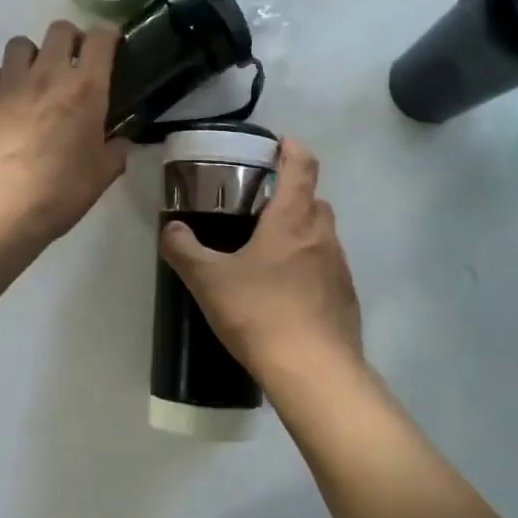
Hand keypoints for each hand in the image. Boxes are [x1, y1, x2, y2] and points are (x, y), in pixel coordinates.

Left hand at [0, 20, 130, 244]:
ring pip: (19, 43)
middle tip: (73, 63)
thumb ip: (116, 150)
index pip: (100, 38)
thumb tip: (120, 142)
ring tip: (33, 78)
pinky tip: (1, 95)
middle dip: (70, 39)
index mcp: (85, 88)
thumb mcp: (103, 174)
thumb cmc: (61, 192)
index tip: (111, 47)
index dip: (108, 36)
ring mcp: (9, 83)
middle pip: (59, 29)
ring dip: (31, 55)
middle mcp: (48, 74)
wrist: (1, 211)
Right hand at [159, 139, 361, 386]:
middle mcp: (322, 235)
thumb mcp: (209, 281)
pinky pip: (327, 267)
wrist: (315, 373)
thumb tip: (171, 229)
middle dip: (290, 195)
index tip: (277, 145)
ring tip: (268, 254)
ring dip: (300, 233)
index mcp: (292, 219)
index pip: (302, 165)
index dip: (292, 148)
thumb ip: (185, 250)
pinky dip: (310, 266)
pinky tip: (286, 293)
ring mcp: (340, 267)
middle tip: (258, 208)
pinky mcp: (346, 297)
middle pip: (313, 199)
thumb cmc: (261, 314)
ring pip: (322, 234)